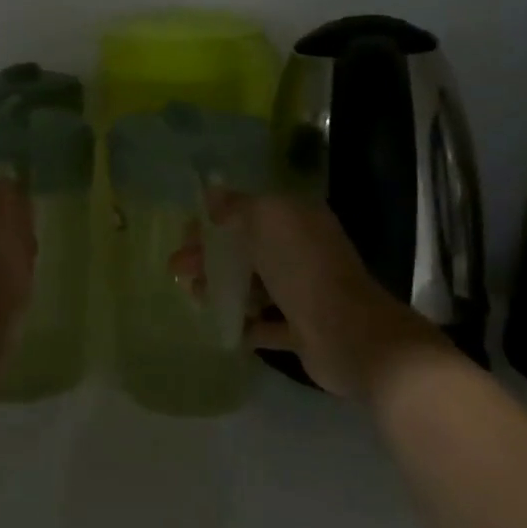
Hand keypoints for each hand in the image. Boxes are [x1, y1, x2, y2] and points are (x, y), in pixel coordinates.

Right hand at [172, 192, 449, 399]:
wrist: (348, 334)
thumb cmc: (304, 269)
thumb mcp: (267, 220)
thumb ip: (237, 206)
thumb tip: (211, 192)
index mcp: (297, 220)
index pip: (248, 213)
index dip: (214, 221)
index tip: (186, 234)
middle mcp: (301, 252)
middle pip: (246, 250)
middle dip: (210, 257)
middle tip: (178, 270)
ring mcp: (303, 292)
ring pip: (252, 286)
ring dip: (221, 289)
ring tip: (194, 298)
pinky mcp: (302, 330)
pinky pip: (265, 323)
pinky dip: (242, 323)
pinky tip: (219, 326)